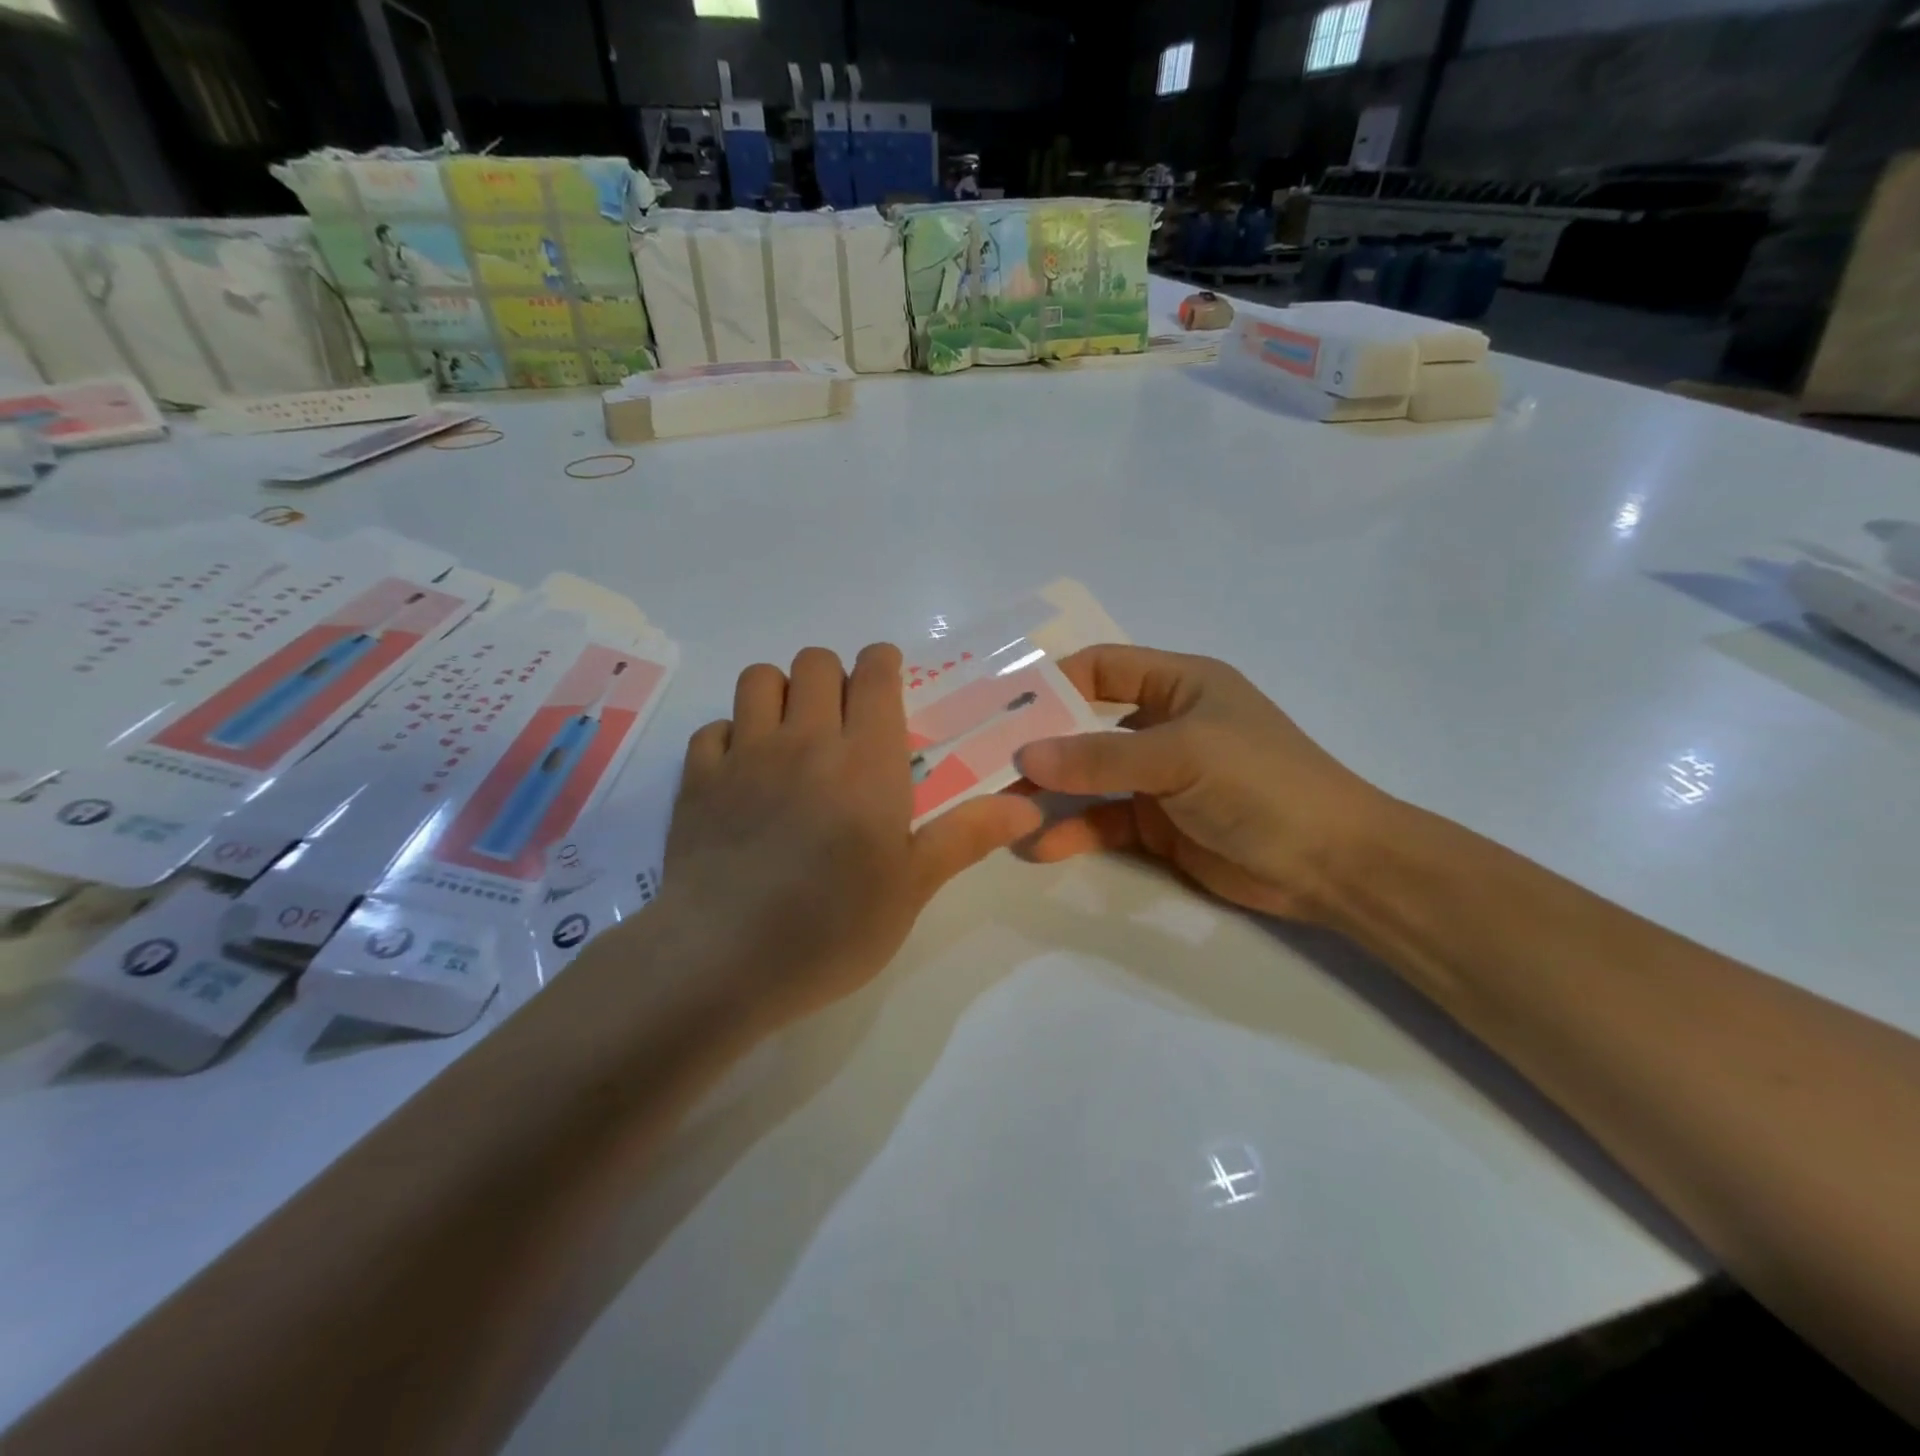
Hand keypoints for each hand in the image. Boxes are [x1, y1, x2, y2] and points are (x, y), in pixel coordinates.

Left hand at [660, 645, 1043, 1028]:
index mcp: (867, 760)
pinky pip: (713, 729)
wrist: (724, 960)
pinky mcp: (696, 780)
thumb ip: (967, 835)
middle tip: (843, 723)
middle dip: (834, 677)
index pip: (875, 674)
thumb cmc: (833, 926)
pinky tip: (742, 775)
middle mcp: (806, 740)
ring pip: (760, 678)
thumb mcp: (913, 887)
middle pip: (816, 662)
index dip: (883, 664)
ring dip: (781, 693)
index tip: (888, 682)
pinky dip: (730, 737)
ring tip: (792, 736)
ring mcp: (744, 755)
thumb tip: (1029, 807)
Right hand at [1017, 645, 1394, 924]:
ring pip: (1089, 777)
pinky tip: (1040, 847)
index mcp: (1179, 684)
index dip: (1054, 681)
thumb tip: (1025, 757)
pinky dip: (1073, 831)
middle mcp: (1163, 724)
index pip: (1102, 668)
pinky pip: (1104, 821)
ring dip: (1050, 791)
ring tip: (999, 808)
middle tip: (983, 758)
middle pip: (1086, 724)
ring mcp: (1159, 777)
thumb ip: (1101, 757)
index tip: (1003, 706)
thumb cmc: (1262, 784)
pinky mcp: (1157, 824)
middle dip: (1040, 742)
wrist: (1330, 865)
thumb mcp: (1181, 756)